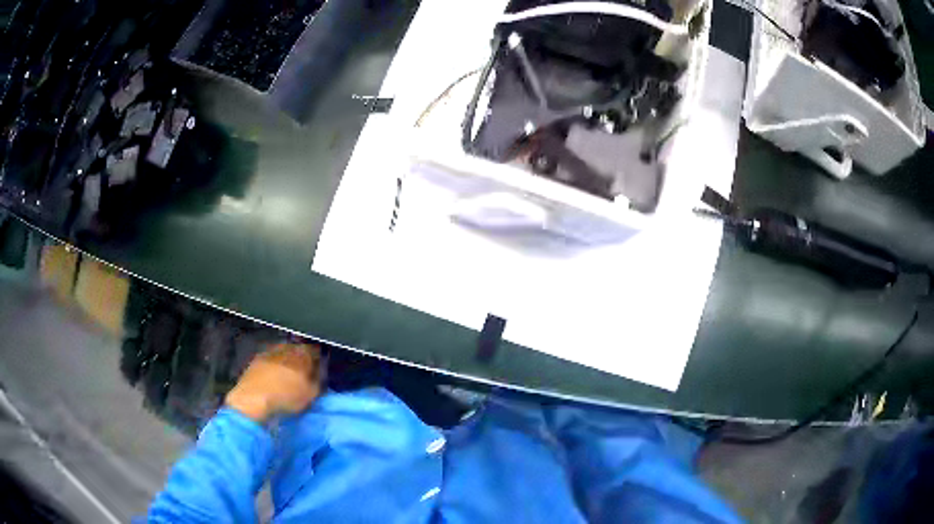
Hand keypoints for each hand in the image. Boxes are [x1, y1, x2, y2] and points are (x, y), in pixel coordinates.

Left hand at [225, 342, 322, 422]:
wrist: (253, 399)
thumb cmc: (285, 397)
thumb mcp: (310, 394)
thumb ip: (318, 381)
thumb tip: (320, 373)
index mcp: (302, 353)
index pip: (315, 351)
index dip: (318, 360)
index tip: (319, 369)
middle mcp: (285, 347)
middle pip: (297, 350)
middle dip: (301, 359)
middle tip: (303, 373)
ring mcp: (269, 351)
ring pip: (282, 353)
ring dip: (286, 362)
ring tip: (287, 376)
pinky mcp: (255, 360)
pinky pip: (270, 360)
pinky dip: (274, 366)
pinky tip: (273, 377)